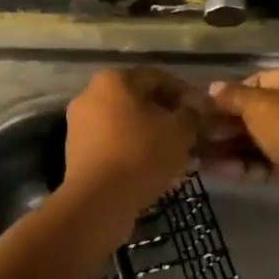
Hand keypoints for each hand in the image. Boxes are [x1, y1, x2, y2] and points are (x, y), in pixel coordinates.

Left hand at [61, 67, 201, 217]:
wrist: (97, 201)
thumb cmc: (141, 154)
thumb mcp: (179, 131)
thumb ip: (193, 113)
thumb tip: (197, 106)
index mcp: (114, 79)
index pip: (158, 78)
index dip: (185, 93)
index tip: (202, 114)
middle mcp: (91, 94)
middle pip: (139, 99)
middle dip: (167, 115)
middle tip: (190, 134)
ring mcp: (80, 123)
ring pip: (125, 122)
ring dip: (151, 134)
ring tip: (175, 154)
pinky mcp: (76, 150)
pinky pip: (112, 142)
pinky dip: (133, 149)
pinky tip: (152, 167)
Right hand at [207, 63, 278, 224]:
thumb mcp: (258, 106)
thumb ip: (232, 96)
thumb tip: (211, 88)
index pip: (258, 81)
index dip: (229, 95)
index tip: (205, 110)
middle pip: (259, 112)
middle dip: (227, 126)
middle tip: (197, 136)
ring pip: (263, 139)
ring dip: (231, 148)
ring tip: (199, 157)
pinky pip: (271, 160)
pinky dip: (247, 164)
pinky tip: (218, 171)